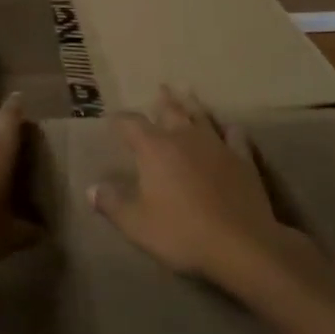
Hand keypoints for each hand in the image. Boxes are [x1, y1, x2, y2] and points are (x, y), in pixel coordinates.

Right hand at [89, 87, 321, 300]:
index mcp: (154, 149)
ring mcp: (216, 145)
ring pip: (201, 116)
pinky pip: (234, 135)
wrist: (240, 244)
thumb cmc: (181, 233)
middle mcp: (184, 138)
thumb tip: (91, 189)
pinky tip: (229, 128)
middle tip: (160, 89)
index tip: (112, 120)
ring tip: (188, 93)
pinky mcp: (243, 159)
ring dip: (192, 105)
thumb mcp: (136, 224)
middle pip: (170, 111)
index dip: (120, 120)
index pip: (131, 124)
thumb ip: (112, 203)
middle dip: (162, 100)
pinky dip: (228, 129)